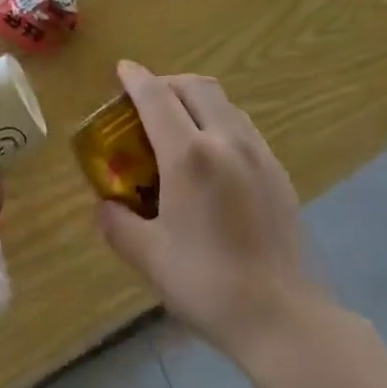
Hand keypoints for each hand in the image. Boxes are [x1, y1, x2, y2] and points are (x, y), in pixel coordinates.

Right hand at [95, 61, 317, 358]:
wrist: (284, 318)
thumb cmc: (208, 285)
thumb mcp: (149, 257)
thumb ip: (118, 223)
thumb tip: (102, 205)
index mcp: (189, 155)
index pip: (156, 97)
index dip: (135, 78)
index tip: (121, 69)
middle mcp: (226, 140)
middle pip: (195, 86)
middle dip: (166, 83)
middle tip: (146, 101)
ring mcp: (258, 152)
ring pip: (223, 102)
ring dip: (195, 99)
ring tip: (178, 126)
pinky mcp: (278, 171)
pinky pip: (242, 126)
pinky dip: (219, 121)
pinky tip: (212, 156)